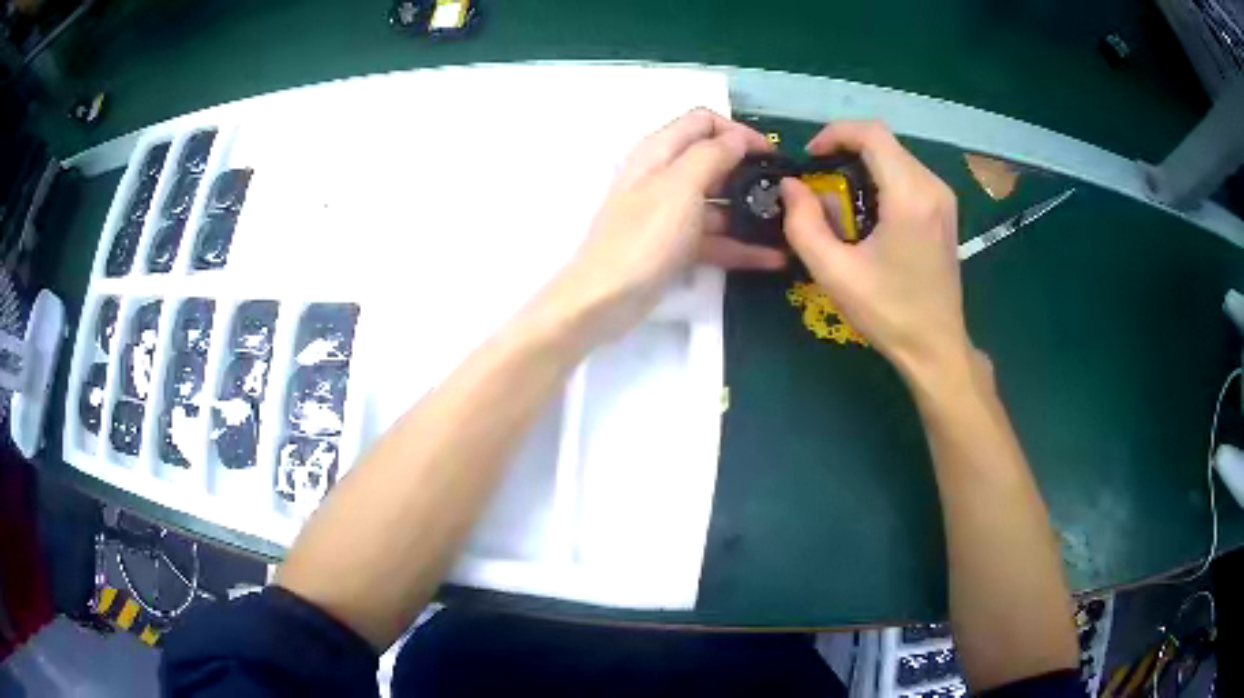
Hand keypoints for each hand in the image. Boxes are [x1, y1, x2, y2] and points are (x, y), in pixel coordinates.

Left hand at [551, 108, 785, 340]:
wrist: (606, 298)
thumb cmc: (645, 235)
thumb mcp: (681, 186)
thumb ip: (712, 154)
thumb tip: (738, 138)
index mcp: (660, 151)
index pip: (703, 122)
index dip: (739, 132)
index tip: (772, 154)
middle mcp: (664, 175)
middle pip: (714, 161)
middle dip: (750, 172)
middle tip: (784, 191)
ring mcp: (671, 212)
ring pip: (719, 202)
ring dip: (751, 212)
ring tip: (788, 226)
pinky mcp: (676, 245)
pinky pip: (715, 237)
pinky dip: (740, 246)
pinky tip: (773, 258)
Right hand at [781, 121, 970, 381]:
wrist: (936, 347)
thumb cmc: (888, 313)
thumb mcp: (834, 273)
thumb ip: (803, 224)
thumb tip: (790, 186)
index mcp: (910, 196)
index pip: (871, 134)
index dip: (834, 134)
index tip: (810, 159)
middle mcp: (932, 187)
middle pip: (883, 142)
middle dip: (845, 151)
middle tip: (819, 183)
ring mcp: (943, 198)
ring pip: (895, 156)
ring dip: (862, 166)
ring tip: (839, 200)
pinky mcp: (945, 209)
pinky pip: (908, 174)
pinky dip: (880, 179)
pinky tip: (867, 212)